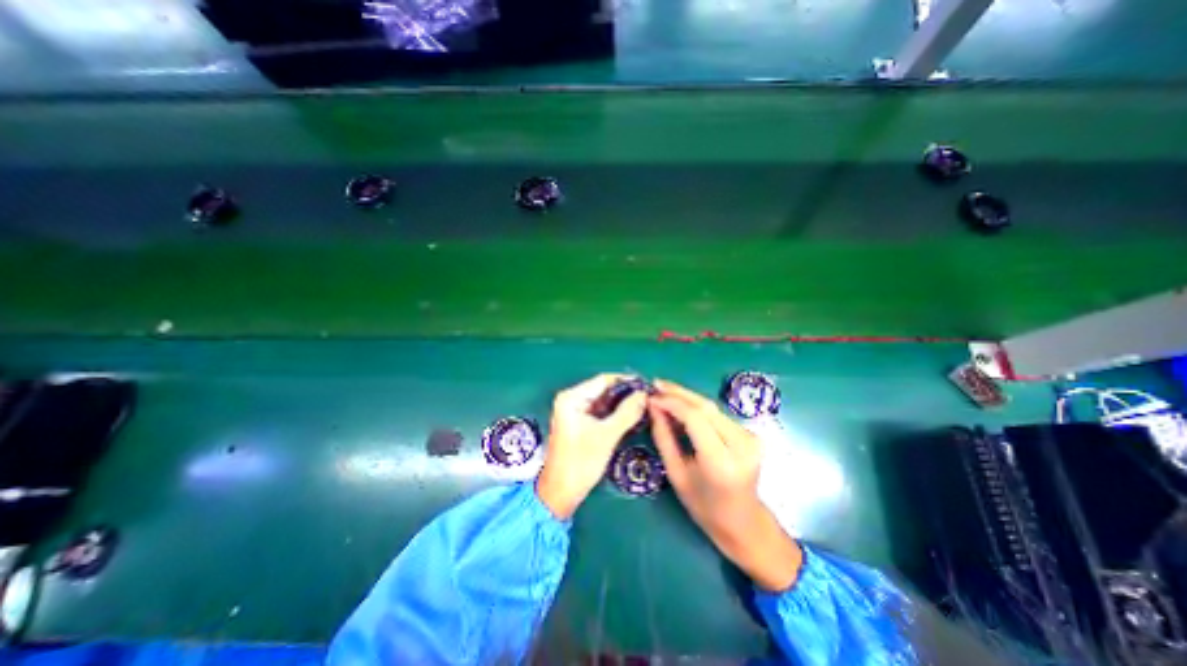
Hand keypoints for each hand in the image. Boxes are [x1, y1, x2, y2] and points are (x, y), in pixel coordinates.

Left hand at [541, 375, 647, 520]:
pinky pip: (600, 412)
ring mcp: (574, 411)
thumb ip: (627, 412)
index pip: (603, 380)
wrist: (560, 493)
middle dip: (625, 394)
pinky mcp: (579, 423)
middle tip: (648, 398)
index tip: (647, 386)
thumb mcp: (607, 435)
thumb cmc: (581, 462)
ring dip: (621, 404)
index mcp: (572, 397)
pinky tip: (631, 416)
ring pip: (603, 401)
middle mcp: (571, 399)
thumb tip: (644, 394)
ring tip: (644, 406)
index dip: (626, 381)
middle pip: (603, 390)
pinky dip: (614, 414)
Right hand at [648, 379, 805, 591]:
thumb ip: (664, 437)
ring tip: (664, 392)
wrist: (744, 522)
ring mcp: (750, 438)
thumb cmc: (704, 507)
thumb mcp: (676, 474)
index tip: (651, 396)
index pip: (695, 418)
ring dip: (687, 397)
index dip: (671, 402)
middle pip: (705, 407)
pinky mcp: (750, 434)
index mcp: (721, 462)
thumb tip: (653, 407)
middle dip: (678, 392)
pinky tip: (681, 404)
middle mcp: (741, 445)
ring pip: (712, 407)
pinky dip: (697, 407)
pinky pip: (717, 414)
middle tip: (655, 385)